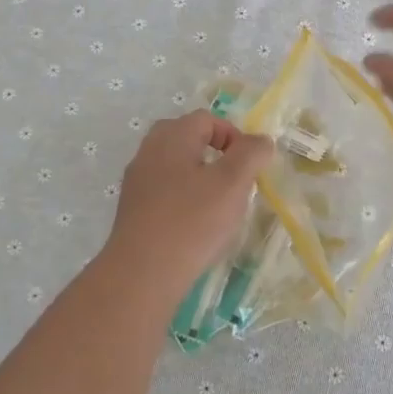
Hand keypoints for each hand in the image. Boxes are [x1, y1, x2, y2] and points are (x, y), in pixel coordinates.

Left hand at [101, 111, 273, 293]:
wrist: (142, 273)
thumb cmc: (192, 221)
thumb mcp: (233, 183)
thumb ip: (251, 154)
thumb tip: (260, 140)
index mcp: (172, 136)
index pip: (207, 119)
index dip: (234, 136)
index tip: (249, 166)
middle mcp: (149, 151)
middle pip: (187, 138)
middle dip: (215, 154)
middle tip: (233, 181)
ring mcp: (137, 181)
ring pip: (175, 165)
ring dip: (199, 177)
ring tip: (218, 206)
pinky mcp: (132, 209)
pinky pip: (163, 190)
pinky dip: (183, 198)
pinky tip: (194, 225)